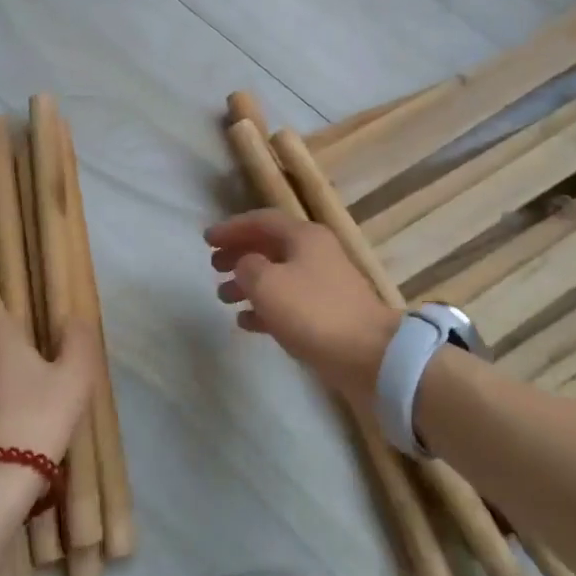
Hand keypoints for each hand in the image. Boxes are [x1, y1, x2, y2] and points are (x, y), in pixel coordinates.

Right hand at [205, 210, 400, 407]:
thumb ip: (247, 267)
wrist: (369, 354)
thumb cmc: (313, 312)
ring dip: (249, 283)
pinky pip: (288, 302)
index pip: (261, 220)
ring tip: (222, 298)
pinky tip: (245, 321)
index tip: (206, 239)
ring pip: (278, 275)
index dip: (232, 228)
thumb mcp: (268, 284)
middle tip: (213, 267)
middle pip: (270, 246)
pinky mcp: (327, 314)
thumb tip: (246, 265)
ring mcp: (324, 284)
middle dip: (240, 254)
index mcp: (304, 236)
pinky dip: (265, 307)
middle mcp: (316, 253)